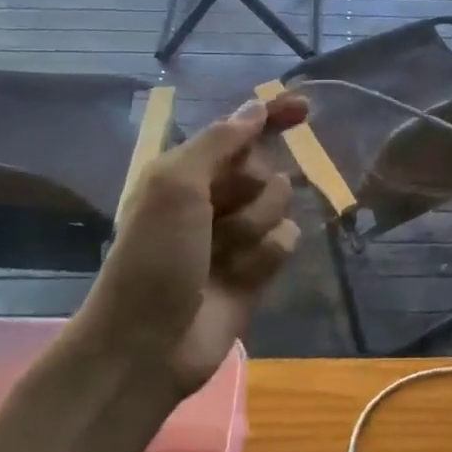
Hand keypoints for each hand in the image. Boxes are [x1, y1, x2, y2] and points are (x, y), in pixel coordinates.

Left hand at [78, 95, 308, 396]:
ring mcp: (235, 236)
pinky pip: (285, 242)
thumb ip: (220, 142)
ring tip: (224, 255)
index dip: (270, 117)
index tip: (305, 109)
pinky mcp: (256, 270)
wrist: (147, 344)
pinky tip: (243, 275)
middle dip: (252, 187)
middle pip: (264, 168)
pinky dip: (267, 254)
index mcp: (185, 172)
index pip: (238, 132)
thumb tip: (255, 107)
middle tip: (221, 213)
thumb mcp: (176, 185)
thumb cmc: (154, 256)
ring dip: (255, 225)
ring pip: (279, 206)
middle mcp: (212, 198)